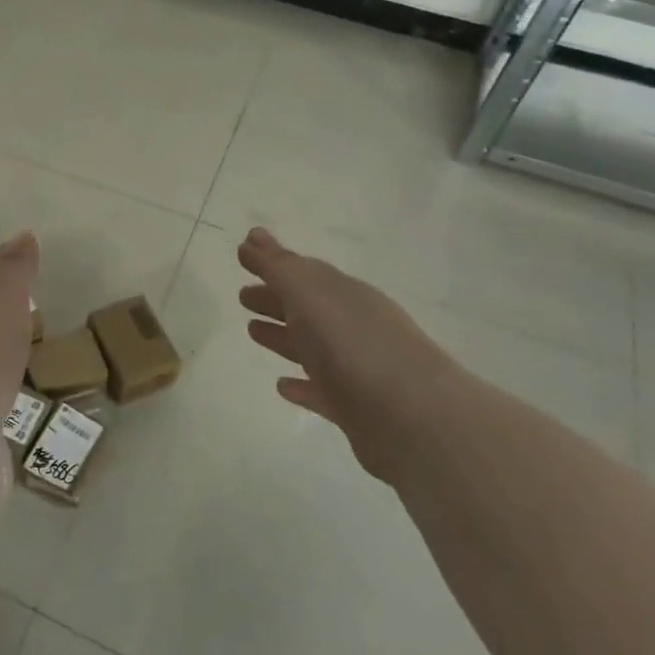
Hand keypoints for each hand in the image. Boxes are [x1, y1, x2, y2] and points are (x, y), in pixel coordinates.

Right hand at [238, 226, 458, 482]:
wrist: (411, 419)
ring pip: (312, 347)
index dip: (274, 263)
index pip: (304, 271)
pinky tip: (282, 386)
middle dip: (275, 298)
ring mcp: (356, 369)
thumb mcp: (309, 294)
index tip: (243, 256)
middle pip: (307, 307)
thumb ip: (278, 266)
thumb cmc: (352, 344)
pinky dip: (301, 385)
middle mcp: (353, 326)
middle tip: (243, 296)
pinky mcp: (355, 409)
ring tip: (252, 331)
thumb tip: (253, 236)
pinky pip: (321, 390)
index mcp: (344, 294)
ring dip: (283, 336)